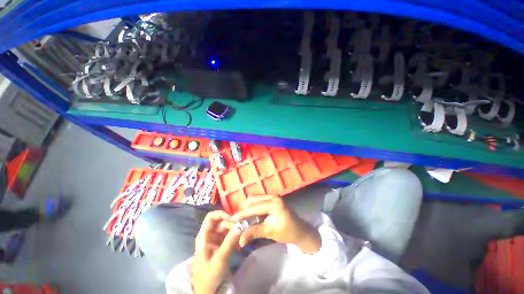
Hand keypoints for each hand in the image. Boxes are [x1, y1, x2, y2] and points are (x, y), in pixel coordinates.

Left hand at [193, 211, 240, 293]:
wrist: (208, 291)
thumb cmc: (209, 275)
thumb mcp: (220, 259)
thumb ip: (230, 241)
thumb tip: (240, 225)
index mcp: (204, 237)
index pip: (210, 217)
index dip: (220, 214)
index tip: (232, 218)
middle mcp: (209, 235)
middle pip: (220, 222)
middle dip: (230, 224)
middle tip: (240, 231)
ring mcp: (215, 240)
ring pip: (226, 228)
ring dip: (234, 231)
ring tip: (241, 239)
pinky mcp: (220, 245)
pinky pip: (228, 236)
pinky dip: (234, 237)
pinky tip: (239, 244)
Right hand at [230, 195, 320, 253]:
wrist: (300, 230)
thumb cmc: (287, 232)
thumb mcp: (270, 232)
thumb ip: (254, 232)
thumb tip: (239, 240)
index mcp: (274, 203)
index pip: (254, 207)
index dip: (242, 213)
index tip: (231, 219)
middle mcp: (273, 196)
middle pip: (253, 199)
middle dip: (244, 209)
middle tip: (237, 219)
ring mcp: (273, 196)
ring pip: (256, 198)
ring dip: (248, 207)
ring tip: (242, 217)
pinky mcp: (273, 198)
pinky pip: (260, 200)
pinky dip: (254, 206)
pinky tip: (250, 214)